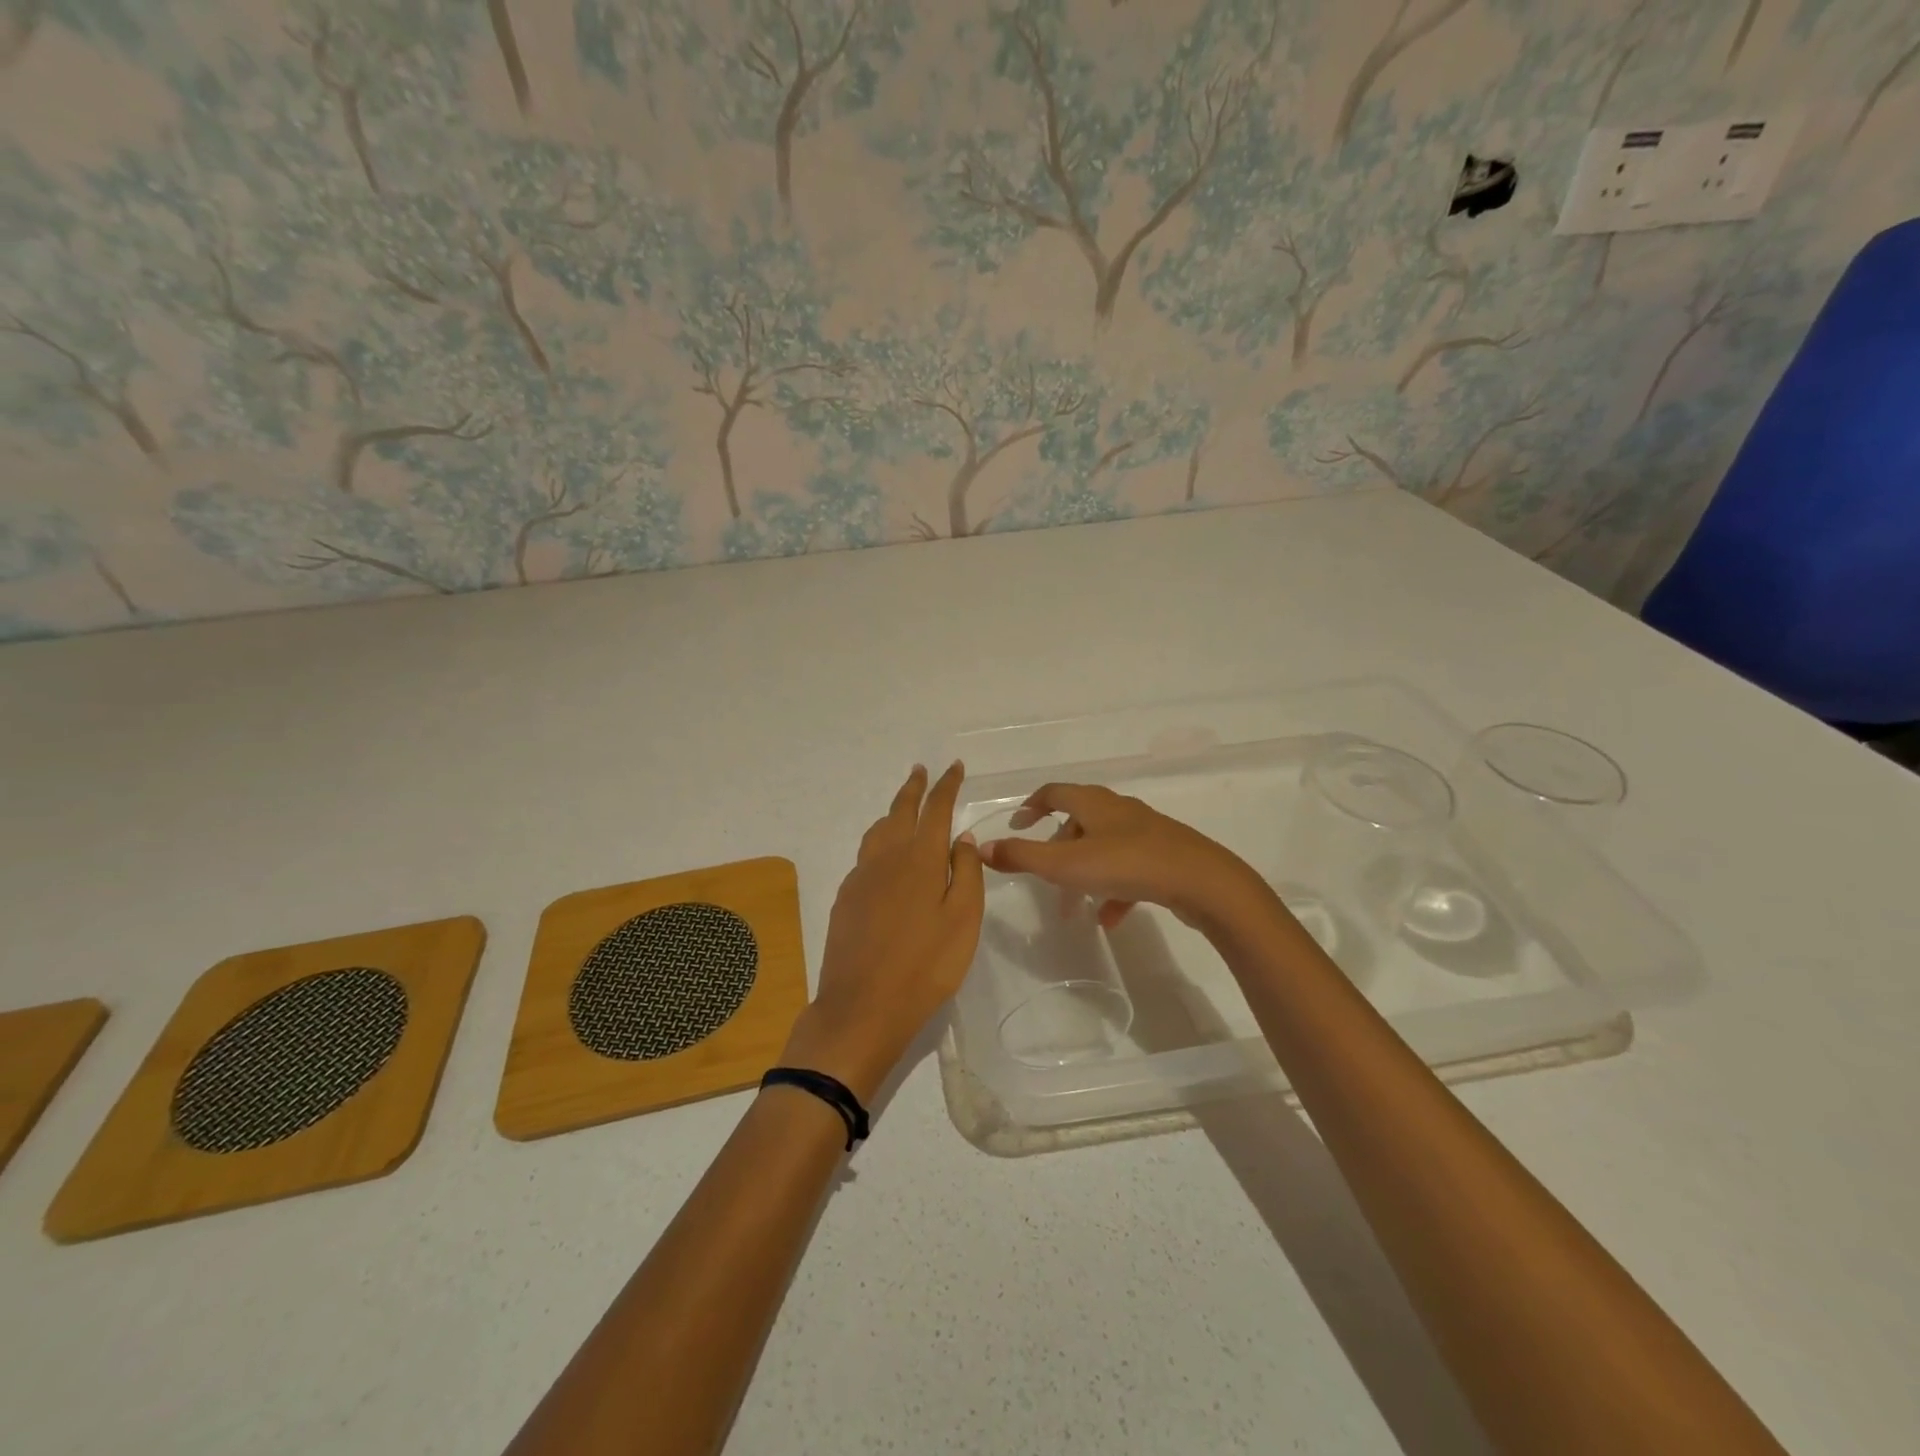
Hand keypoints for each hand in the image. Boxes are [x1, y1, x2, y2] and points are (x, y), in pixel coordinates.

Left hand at [780, 763, 985, 1102]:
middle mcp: (886, 858)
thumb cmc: (926, 965)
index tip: (954, 767)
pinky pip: (865, 855)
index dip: (946, 786)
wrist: (862, 1006)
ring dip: (892, 812)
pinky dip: (879, 841)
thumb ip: (964, 872)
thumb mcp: (962, 919)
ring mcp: (861, 877)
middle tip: (921, 770)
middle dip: (913, 788)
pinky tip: (884, 856)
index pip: (935, 810)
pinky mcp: (845, 898)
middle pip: (900, 811)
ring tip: (902, 807)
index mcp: (919, 859)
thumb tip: (960, 835)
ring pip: (878, 831)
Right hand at [978, 783, 1270, 931]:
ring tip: (1073, 906)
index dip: (1031, 806)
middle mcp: (1118, 810)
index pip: (1054, 792)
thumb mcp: (1066, 865)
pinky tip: (1109, 919)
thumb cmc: (1128, 865)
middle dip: (1056, 849)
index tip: (1017, 824)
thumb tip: (980, 848)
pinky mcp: (1164, 856)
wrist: (1202, 882)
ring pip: (1103, 847)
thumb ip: (1022, 857)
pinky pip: (1129, 870)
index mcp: (1093, 802)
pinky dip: (1113, 890)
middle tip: (1043, 876)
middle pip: (1078, 821)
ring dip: (1083, 873)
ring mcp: (1145, 832)